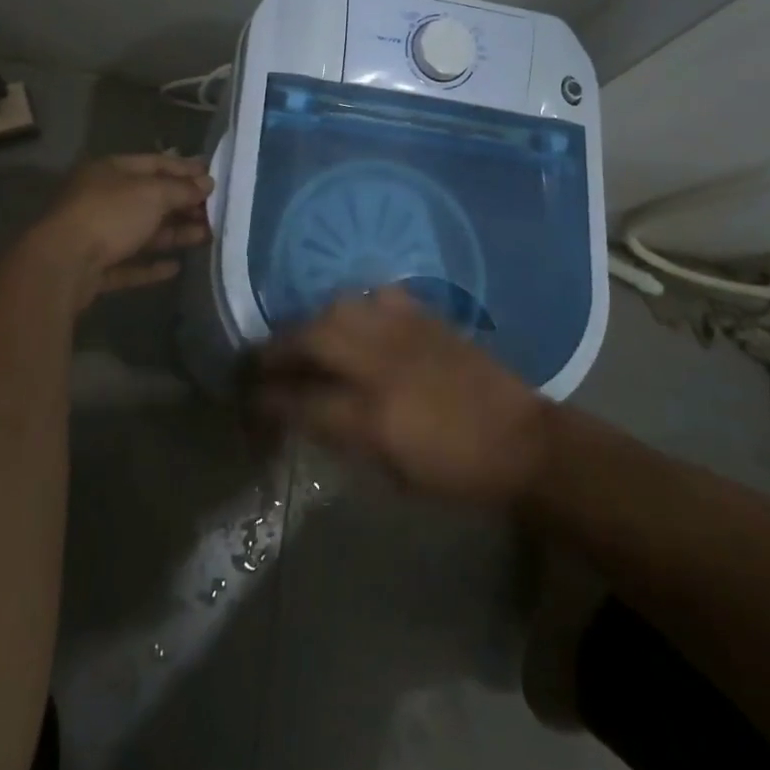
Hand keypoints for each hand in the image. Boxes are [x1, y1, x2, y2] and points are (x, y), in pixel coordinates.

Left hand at [31, 154, 213, 296]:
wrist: (62, 265)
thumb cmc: (110, 215)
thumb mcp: (153, 194)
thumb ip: (182, 189)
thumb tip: (206, 183)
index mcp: (110, 171)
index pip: (154, 163)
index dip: (185, 168)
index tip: (213, 177)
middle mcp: (101, 198)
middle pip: (149, 198)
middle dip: (183, 204)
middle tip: (215, 211)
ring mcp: (95, 234)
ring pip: (141, 231)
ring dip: (174, 234)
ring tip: (206, 236)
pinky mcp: (94, 268)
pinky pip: (129, 263)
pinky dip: (151, 264)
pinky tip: (176, 267)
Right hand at [254, 288, 551, 506]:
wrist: (519, 439)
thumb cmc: (455, 472)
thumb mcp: (391, 473)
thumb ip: (344, 437)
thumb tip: (308, 414)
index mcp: (371, 417)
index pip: (300, 402)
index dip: (267, 400)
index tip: (250, 398)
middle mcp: (379, 365)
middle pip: (310, 339)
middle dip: (277, 348)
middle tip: (263, 359)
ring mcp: (403, 332)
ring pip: (339, 308)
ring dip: (312, 321)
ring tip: (305, 335)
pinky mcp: (425, 315)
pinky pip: (378, 296)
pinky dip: (358, 305)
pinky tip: (356, 318)